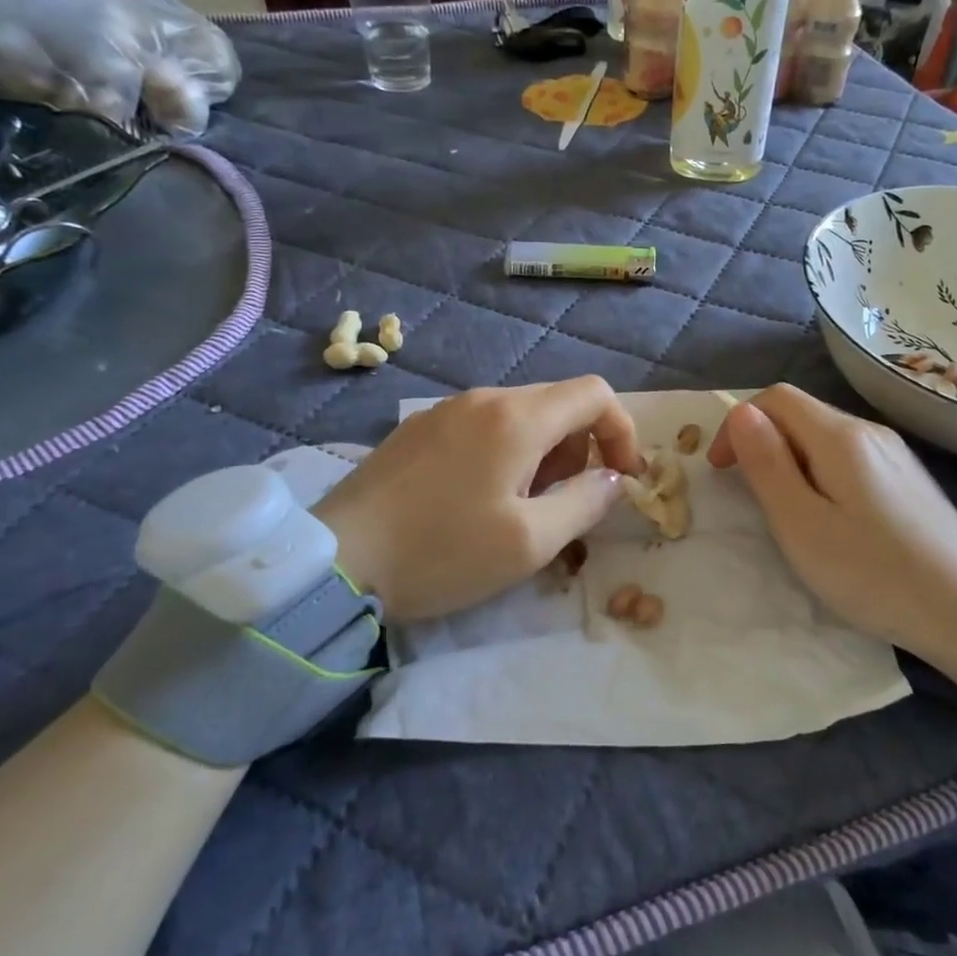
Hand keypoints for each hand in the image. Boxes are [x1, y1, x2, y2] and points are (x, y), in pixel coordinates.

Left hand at [314, 377, 641, 621]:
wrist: (335, 561)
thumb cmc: (442, 552)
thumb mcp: (529, 542)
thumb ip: (585, 502)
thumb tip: (612, 479)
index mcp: (517, 418)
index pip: (595, 393)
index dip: (621, 431)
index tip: (620, 479)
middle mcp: (483, 399)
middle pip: (558, 403)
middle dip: (580, 451)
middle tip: (563, 505)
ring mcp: (445, 411)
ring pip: (520, 417)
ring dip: (542, 456)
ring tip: (519, 509)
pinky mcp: (418, 430)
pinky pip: (483, 428)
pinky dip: (505, 455)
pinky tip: (477, 501)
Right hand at [708, 385, 956, 683]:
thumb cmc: (873, 573)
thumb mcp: (802, 524)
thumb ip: (767, 465)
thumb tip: (741, 413)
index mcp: (841, 437)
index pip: (776, 397)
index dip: (738, 424)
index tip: (721, 471)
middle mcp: (870, 431)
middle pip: (801, 412)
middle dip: (762, 441)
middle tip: (748, 495)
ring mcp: (894, 453)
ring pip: (824, 435)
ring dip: (790, 458)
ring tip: (784, 510)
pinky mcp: (908, 478)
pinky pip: (849, 457)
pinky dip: (819, 472)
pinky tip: (828, 515)